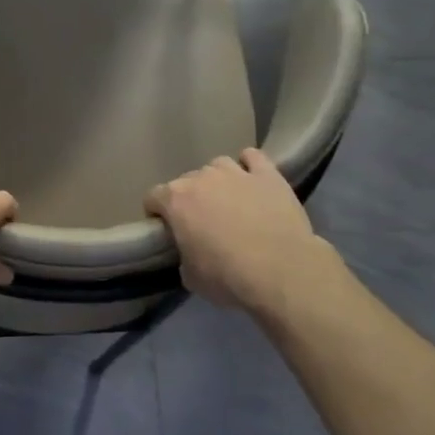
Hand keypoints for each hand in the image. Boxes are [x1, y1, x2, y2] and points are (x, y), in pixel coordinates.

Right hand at [145, 148, 331, 315]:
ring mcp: (236, 173)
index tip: (166, 229)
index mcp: (175, 201)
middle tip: (203, 224)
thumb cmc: (228, 276)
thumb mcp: (191, 277)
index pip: (153, 197)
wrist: (281, 271)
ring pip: (218, 165)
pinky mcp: (268, 175)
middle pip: (186, 181)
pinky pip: (253, 157)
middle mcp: (201, 178)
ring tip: (229, 201)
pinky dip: (249, 165)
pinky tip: (253, 180)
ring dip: (218, 180)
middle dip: (190, 199)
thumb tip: (190, 250)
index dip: (157, 213)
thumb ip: (183, 256)